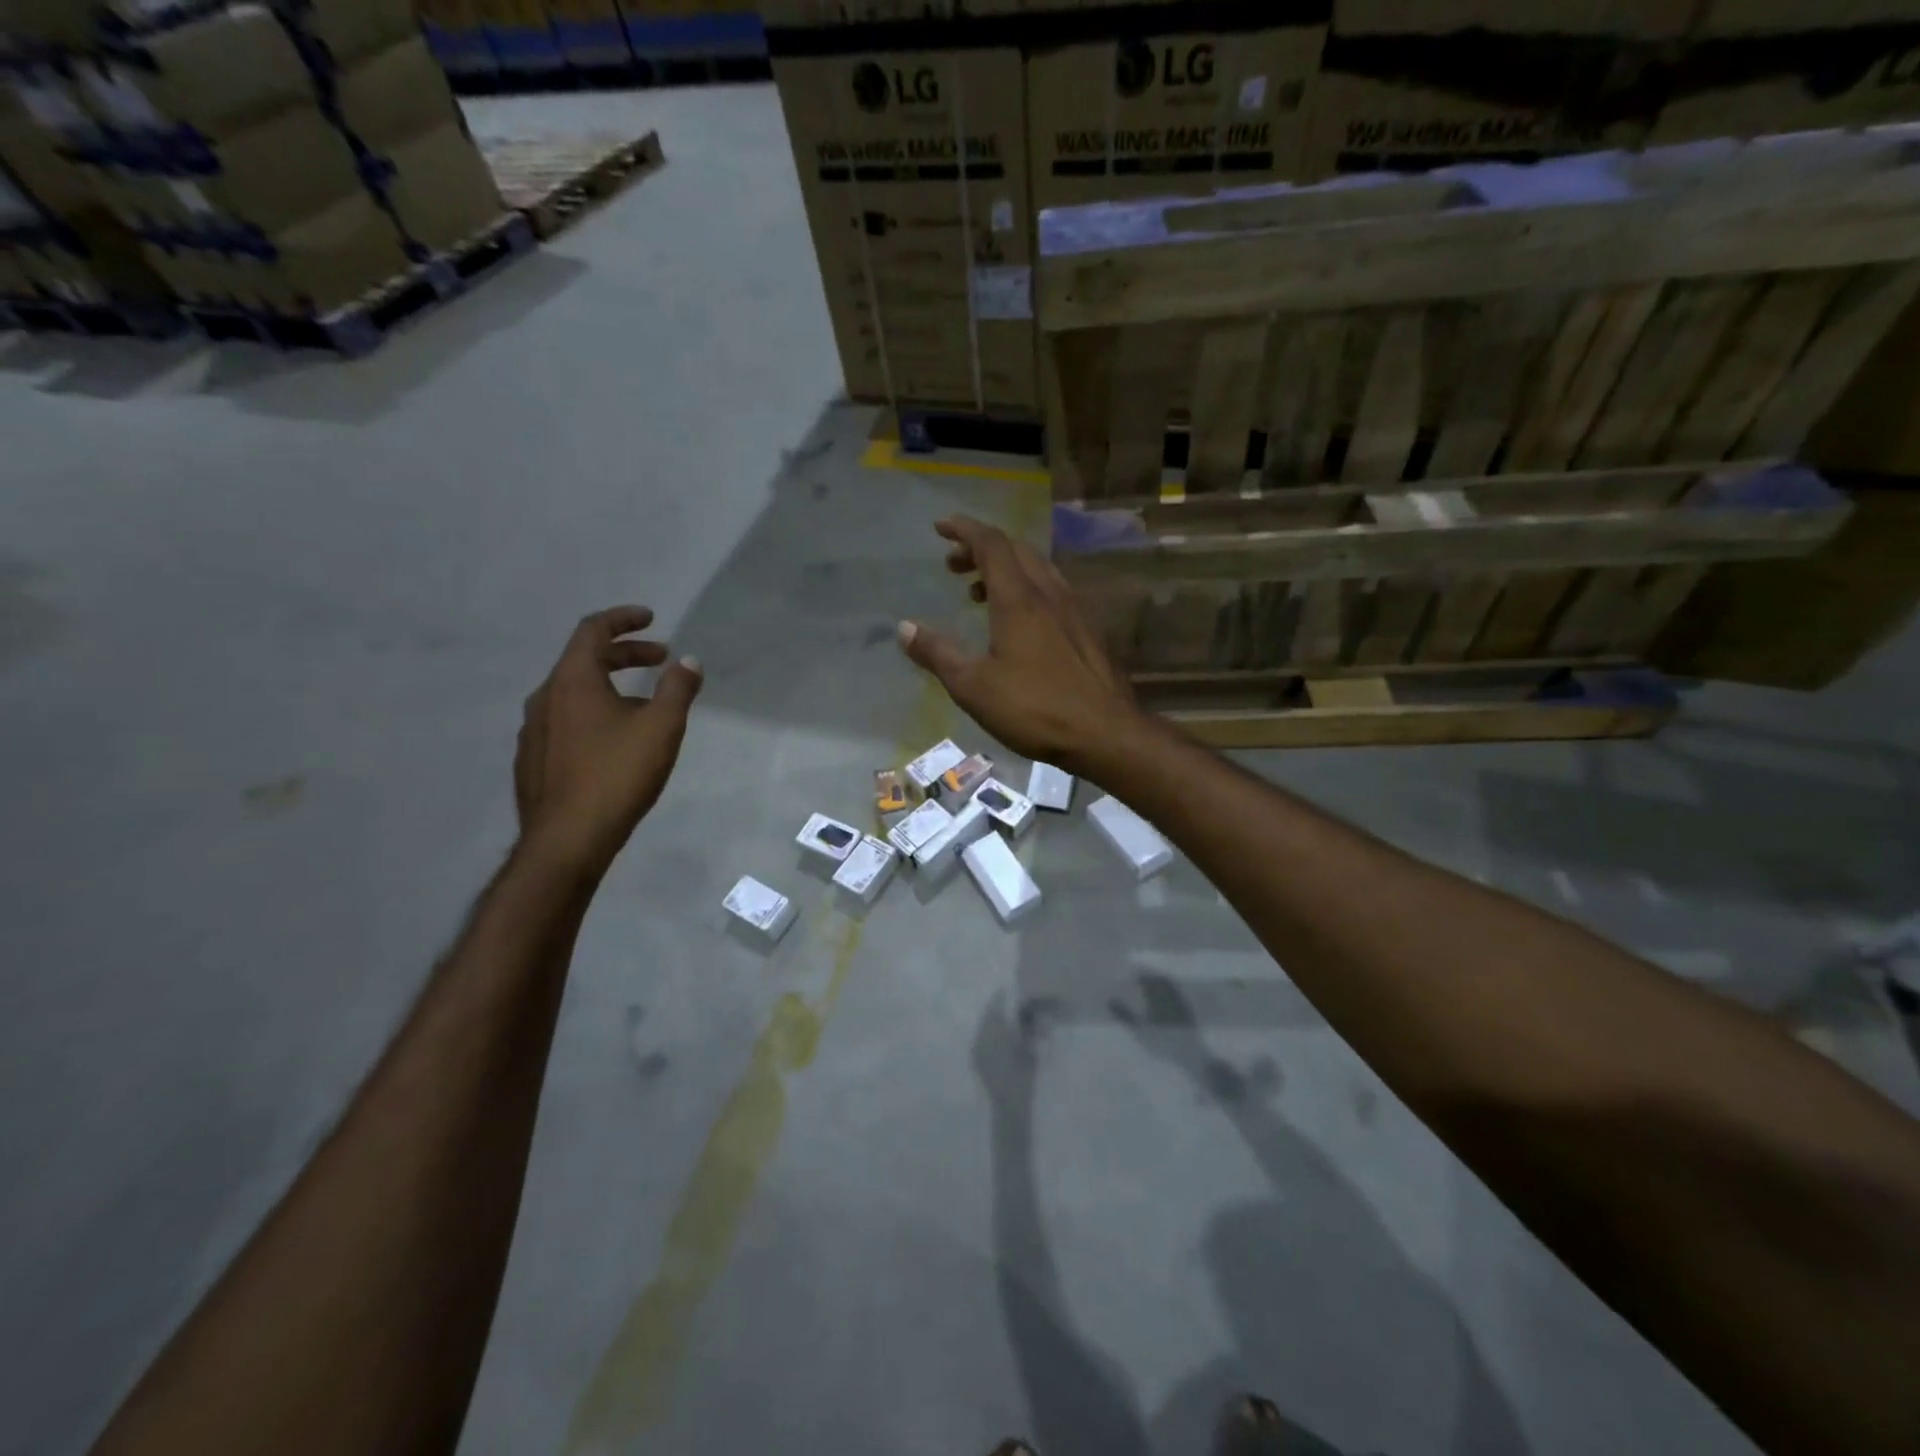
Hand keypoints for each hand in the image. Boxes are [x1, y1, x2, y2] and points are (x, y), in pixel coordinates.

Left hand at [515, 606, 701, 874]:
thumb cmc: (617, 775)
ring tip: (644, 704)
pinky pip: (566, 720)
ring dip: (610, 685)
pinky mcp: (533, 759)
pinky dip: (594, 712)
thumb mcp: (662, 728)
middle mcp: (546, 697)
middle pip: (584, 660)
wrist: (567, 839)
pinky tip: (615, 741)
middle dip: (625, 654)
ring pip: (574, 692)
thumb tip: (689, 661)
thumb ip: (678, 689)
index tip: (651, 619)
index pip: (592, 630)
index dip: (623, 619)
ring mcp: (534, 730)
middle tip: (661, 660)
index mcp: (572, 681)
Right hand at [897, 515, 1139, 774]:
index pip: (991, 544)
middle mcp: (1049, 594)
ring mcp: (1074, 611)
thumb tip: (904, 628)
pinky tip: (1018, 622)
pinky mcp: (1087, 632)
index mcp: (1019, 599)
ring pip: (1037, 570)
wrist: (1105, 733)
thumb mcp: (973, 686)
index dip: (964, 529)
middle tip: (954, 565)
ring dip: (1005, 570)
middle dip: (981, 549)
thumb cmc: (1035, 708)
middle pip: (1015, 551)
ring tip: (979, 593)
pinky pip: (1052, 592)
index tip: (940, 527)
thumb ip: (938, 653)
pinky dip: (1027, 590)